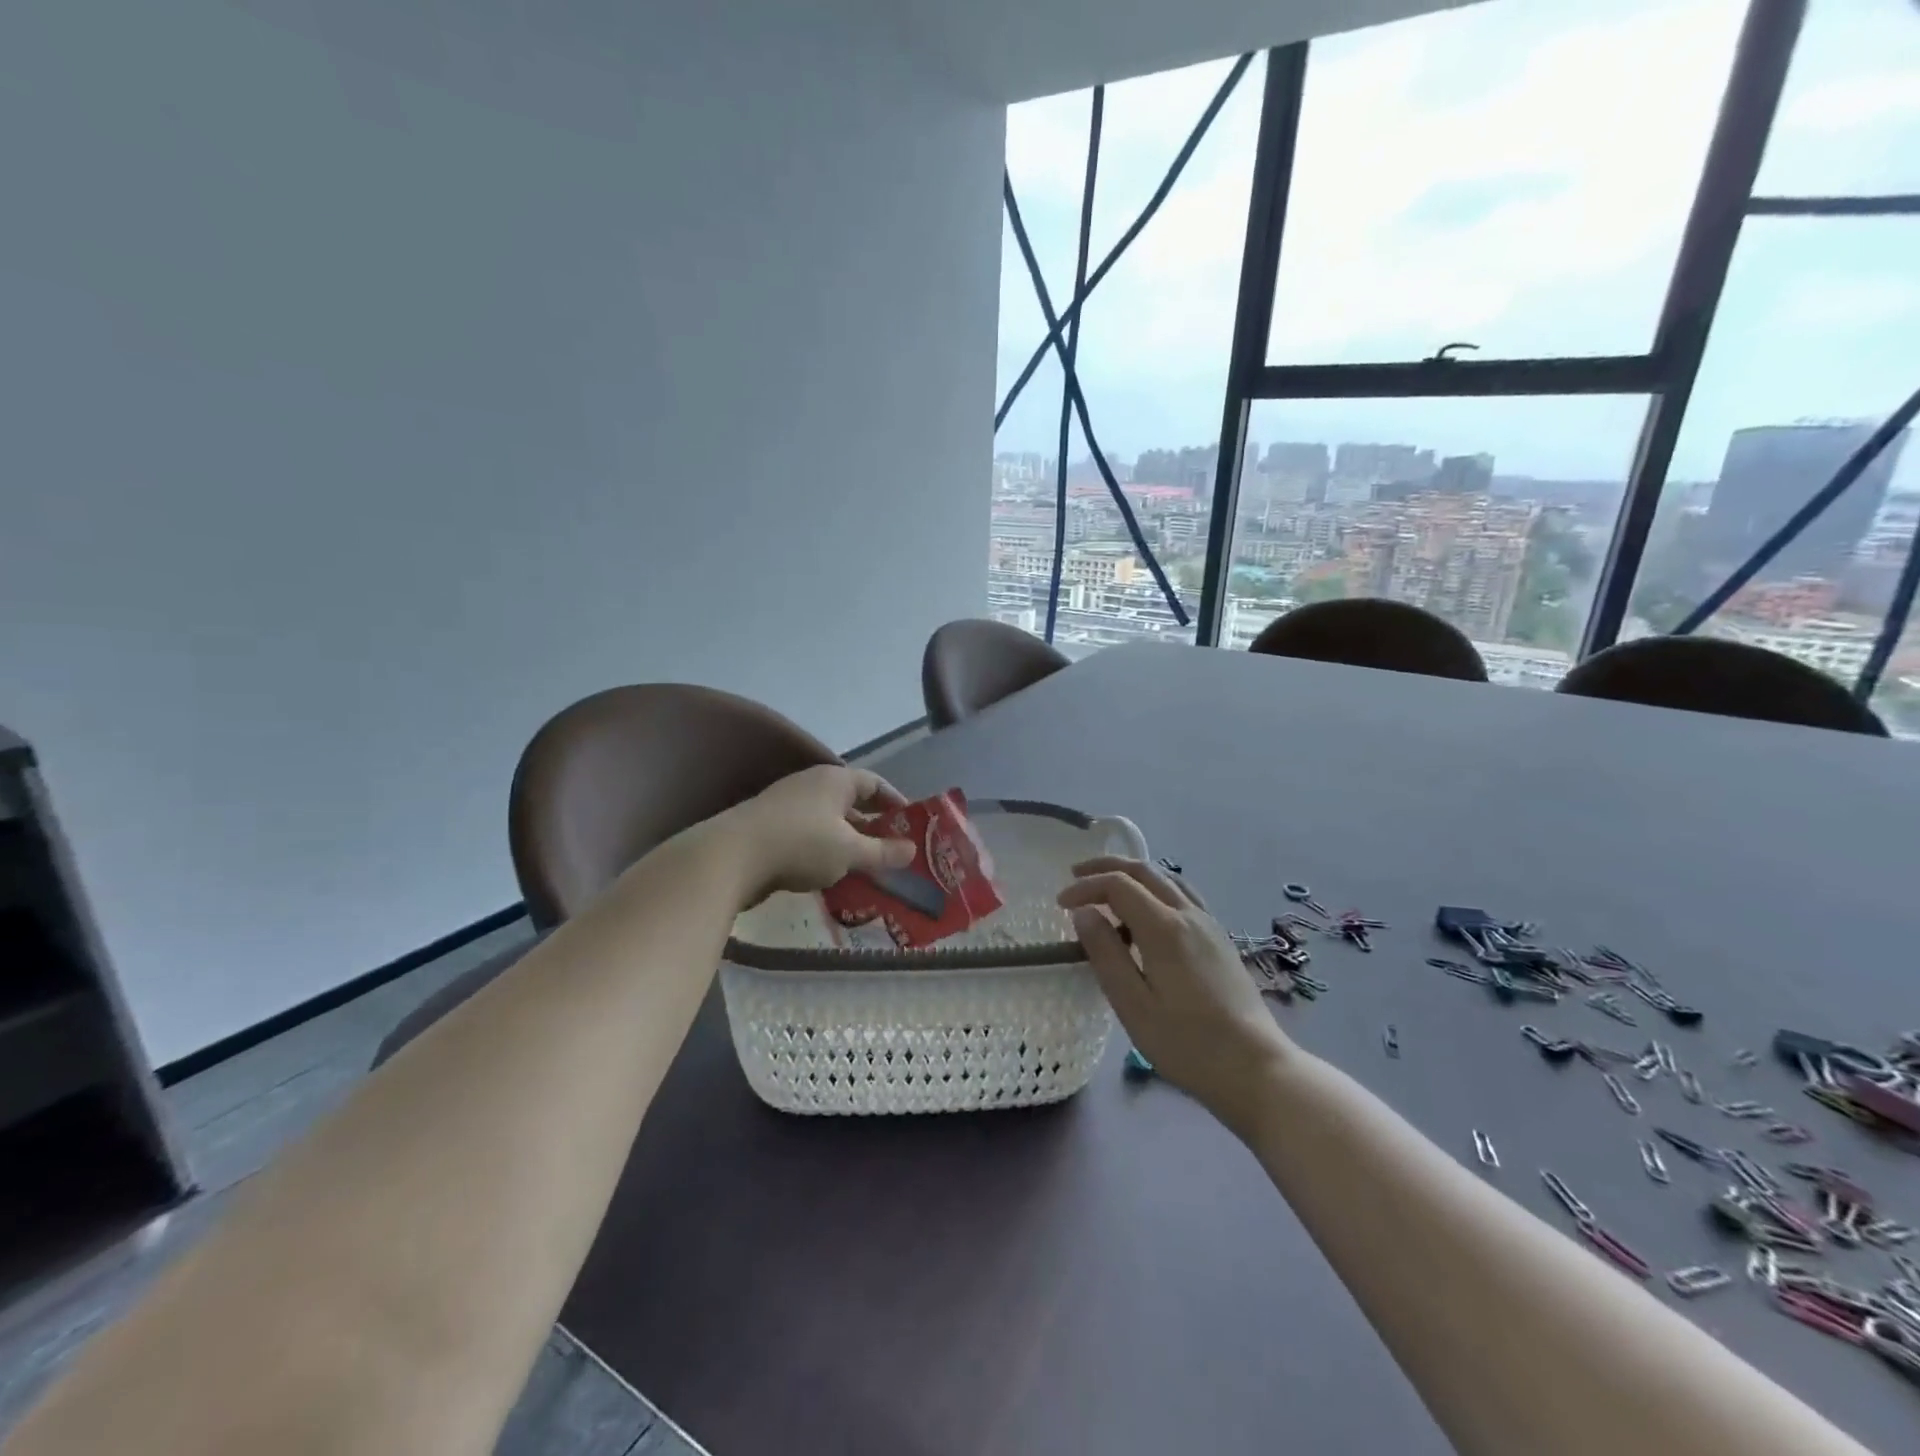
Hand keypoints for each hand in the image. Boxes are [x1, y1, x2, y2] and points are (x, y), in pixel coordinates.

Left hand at [722, 765, 915, 901]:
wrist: (731, 857)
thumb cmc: (801, 844)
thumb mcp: (850, 852)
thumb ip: (882, 852)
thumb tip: (912, 850)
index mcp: (835, 779)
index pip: (874, 783)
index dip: (895, 802)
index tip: (910, 824)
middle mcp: (812, 784)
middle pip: (850, 802)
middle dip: (872, 827)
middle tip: (891, 851)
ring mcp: (787, 805)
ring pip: (828, 822)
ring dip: (847, 843)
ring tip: (865, 869)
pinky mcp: (769, 828)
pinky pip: (807, 836)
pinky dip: (824, 852)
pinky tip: (830, 876)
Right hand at [1060, 857, 1291, 1136]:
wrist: (1256, 1069)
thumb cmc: (1187, 1044)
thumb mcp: (1133, 1006)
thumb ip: (1106, 954)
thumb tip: (1084, 913)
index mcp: (1165, 928)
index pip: (1119, 885)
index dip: (1086, 887)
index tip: (1060, 904)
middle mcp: (1189, 915)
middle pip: (1145, 871)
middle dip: (1107, 867)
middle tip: (1076, 876)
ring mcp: (1210, 925)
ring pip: (1167, 879)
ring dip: (1133, 876)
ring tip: (1107, 892)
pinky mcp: (1220, 940)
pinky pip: (1183, 896)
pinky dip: (1155, 890)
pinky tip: (1147, 916)